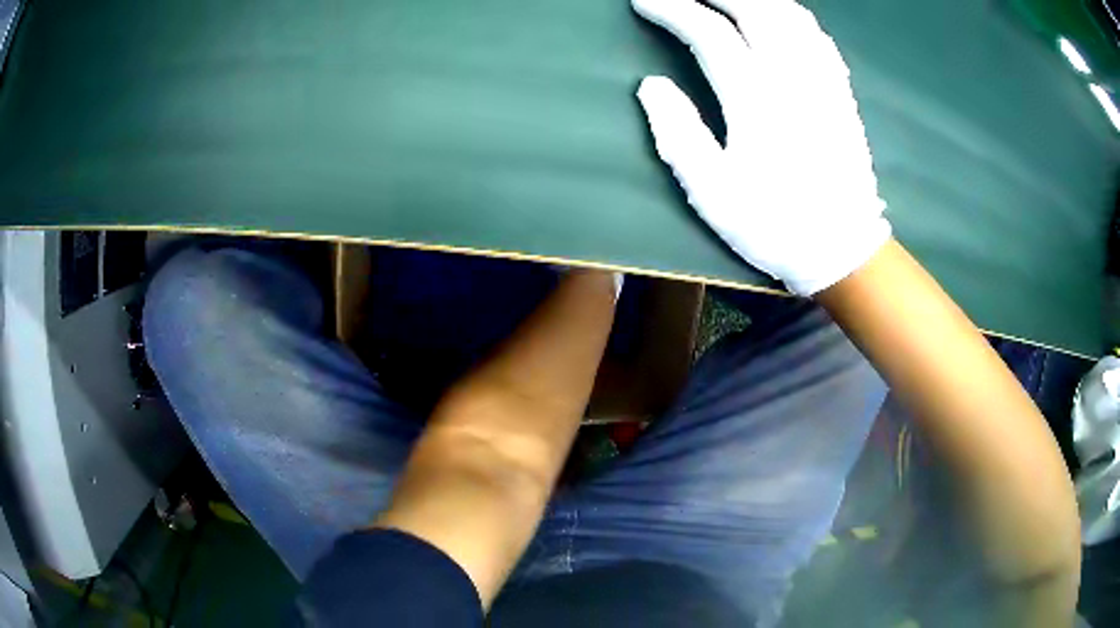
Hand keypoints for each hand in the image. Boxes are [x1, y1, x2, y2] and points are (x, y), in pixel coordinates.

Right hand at [632, 0, 890, 294]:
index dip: (674, 10)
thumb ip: (678, 133)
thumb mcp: (712, 193)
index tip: (645, 1)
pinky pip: (819, 37)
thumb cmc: (774, 225)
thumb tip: (651, 85)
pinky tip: (781, 16)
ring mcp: (823, 82)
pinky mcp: (842, 93)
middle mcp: (793, 78)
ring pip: (791, 16)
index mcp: (756, 100)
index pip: (709, 33)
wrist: (842, 249)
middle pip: (756, 10)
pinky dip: (794, 16)